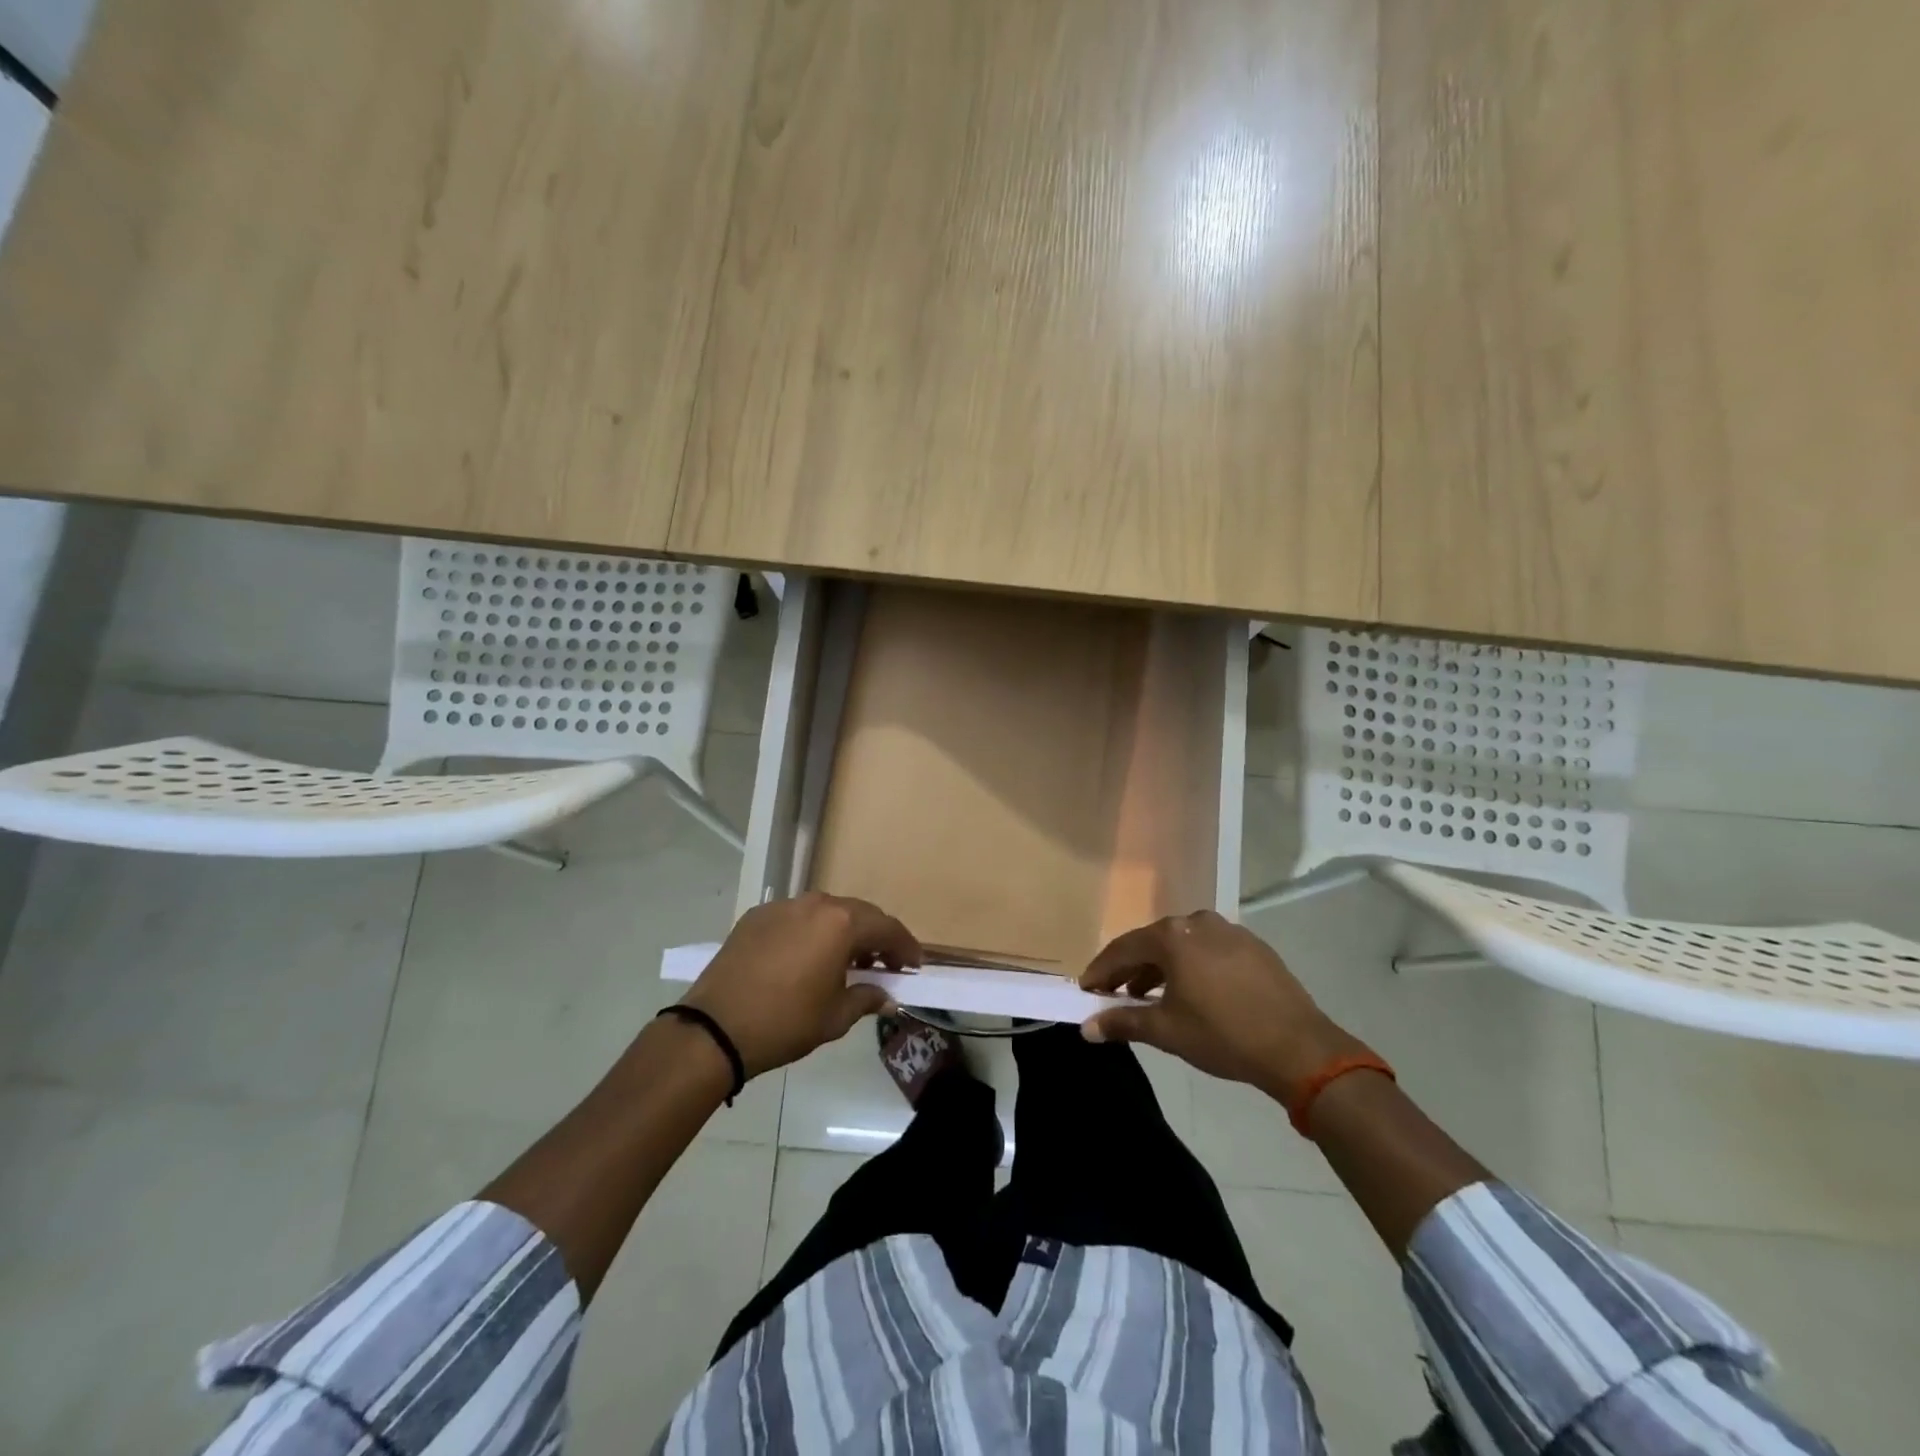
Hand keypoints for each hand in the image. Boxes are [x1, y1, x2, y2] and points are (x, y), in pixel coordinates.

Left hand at [680, 893, 920, 1077]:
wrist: (714, 1028)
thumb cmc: (785, 1023)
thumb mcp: (834, 1017)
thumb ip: (866, 998)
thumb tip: (886, 995)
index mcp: (840, 923)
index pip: (886, 928)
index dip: (905, 946)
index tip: (914, 965)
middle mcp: (815, 904)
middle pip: (858, 914)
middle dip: (876, 937)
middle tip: (886, 963)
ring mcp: (783, 906)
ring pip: (826, 912)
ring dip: (843, 931)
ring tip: (847, 960)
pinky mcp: (756, 916)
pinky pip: (796, 917)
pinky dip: (811, 932)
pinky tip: (807, 957)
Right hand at [1079, 910, 1369, 1102]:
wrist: (1299, 1048)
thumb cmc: (1223, 1035)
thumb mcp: (1167, 1031)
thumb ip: (1123, 1023)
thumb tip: (1087, 1028)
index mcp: (1172, 936)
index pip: (1123, 948)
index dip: (1101, 971)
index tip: (1086, 990)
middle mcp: (1197, 922)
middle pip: (1152, 943)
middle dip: (1130, 969)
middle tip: (1114, 994)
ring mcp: (1229, 930)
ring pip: (1183, 945)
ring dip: (1162, 968)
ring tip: (1151, 997)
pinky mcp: (1254, 946)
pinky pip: (1209, 950)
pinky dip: (1192, 966)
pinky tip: (1193, 992)